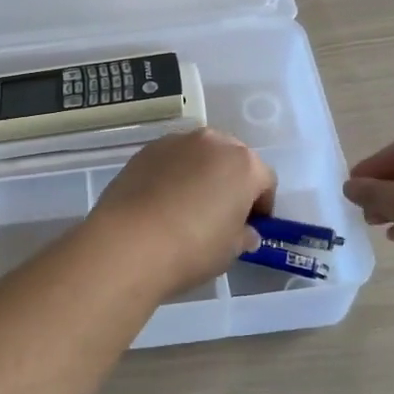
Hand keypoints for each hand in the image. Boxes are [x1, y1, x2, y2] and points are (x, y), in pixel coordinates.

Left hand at [90, 130, 275, 295]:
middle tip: (222, 213)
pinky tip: (161, 203)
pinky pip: (170, 161)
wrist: (128, 242)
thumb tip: (245, 232)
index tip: (252, 227)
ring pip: (199, 155)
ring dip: (201, 174)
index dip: (262, 205)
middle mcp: (212, 142)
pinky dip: (172, 175)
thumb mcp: (230, 250)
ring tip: (188, 207)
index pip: (265, 180)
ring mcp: (175, 142)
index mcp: (243, 163)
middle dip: (232, 182)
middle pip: (231, 159)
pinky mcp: (145, 150)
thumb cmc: (192, 247)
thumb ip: (243, 235)